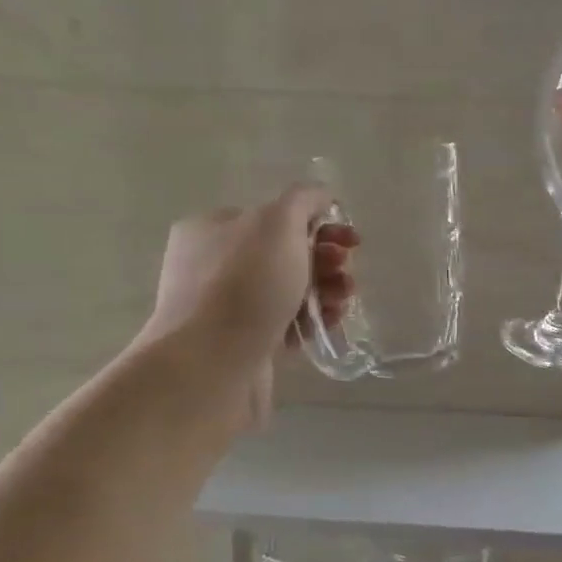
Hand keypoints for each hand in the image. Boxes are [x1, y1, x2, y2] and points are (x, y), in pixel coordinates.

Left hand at [138, 187, 359, 413]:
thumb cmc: (245, 285)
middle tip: (345, 275)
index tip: (350, 242)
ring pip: (289, 292)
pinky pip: (285, 326)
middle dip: (325, 262)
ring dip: (325, 292)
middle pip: (285, 255)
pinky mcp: (242, 345)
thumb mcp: (278, 222)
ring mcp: (226, 309)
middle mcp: (214, 265)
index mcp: (213, 228)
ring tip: (342, 303)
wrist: (211, 366)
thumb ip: (303, 200)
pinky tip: (327, 326)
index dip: (318, 224)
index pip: (275, 216)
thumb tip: (320, 195)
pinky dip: (310, 323)